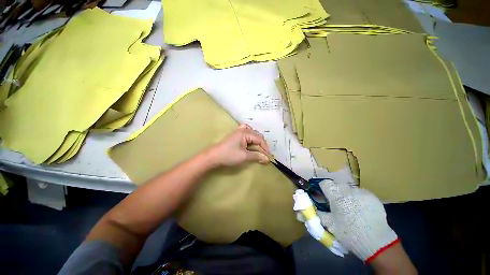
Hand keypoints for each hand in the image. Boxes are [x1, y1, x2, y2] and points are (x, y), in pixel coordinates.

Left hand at [206, 124, 270, 166]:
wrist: (214, 156)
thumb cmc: (229, 155)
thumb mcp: (244, 156)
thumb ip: (257, 156)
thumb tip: (267, 158)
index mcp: (245, 133)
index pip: (260, 139)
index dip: (265, 148)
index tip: (269, 156)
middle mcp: (243, 130)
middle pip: (257, 135)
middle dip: (262, 144)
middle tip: (264, 153)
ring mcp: (238, 131)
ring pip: (252, 133)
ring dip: (257, 140)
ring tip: (259, 148)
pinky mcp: (235, 135)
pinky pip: (246, 132)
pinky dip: (250, 136)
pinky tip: (250, 140)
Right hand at [316, 180, 398, 262]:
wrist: (377, 242)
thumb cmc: (349, 232)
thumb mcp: (329, 224)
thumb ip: (314, 215)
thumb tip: (298, 214)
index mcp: (336, 195)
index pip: (325, 183)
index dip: (323, 188)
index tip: (324, 197)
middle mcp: (348, 190)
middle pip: (337, 185)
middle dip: (335, 193)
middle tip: (337, 205)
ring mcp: (362, 192)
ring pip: (349, 189)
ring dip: (347, 195)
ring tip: (351, 209)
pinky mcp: (373, 197)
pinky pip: (361, 194)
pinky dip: (358, 199)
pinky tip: (362, 210)